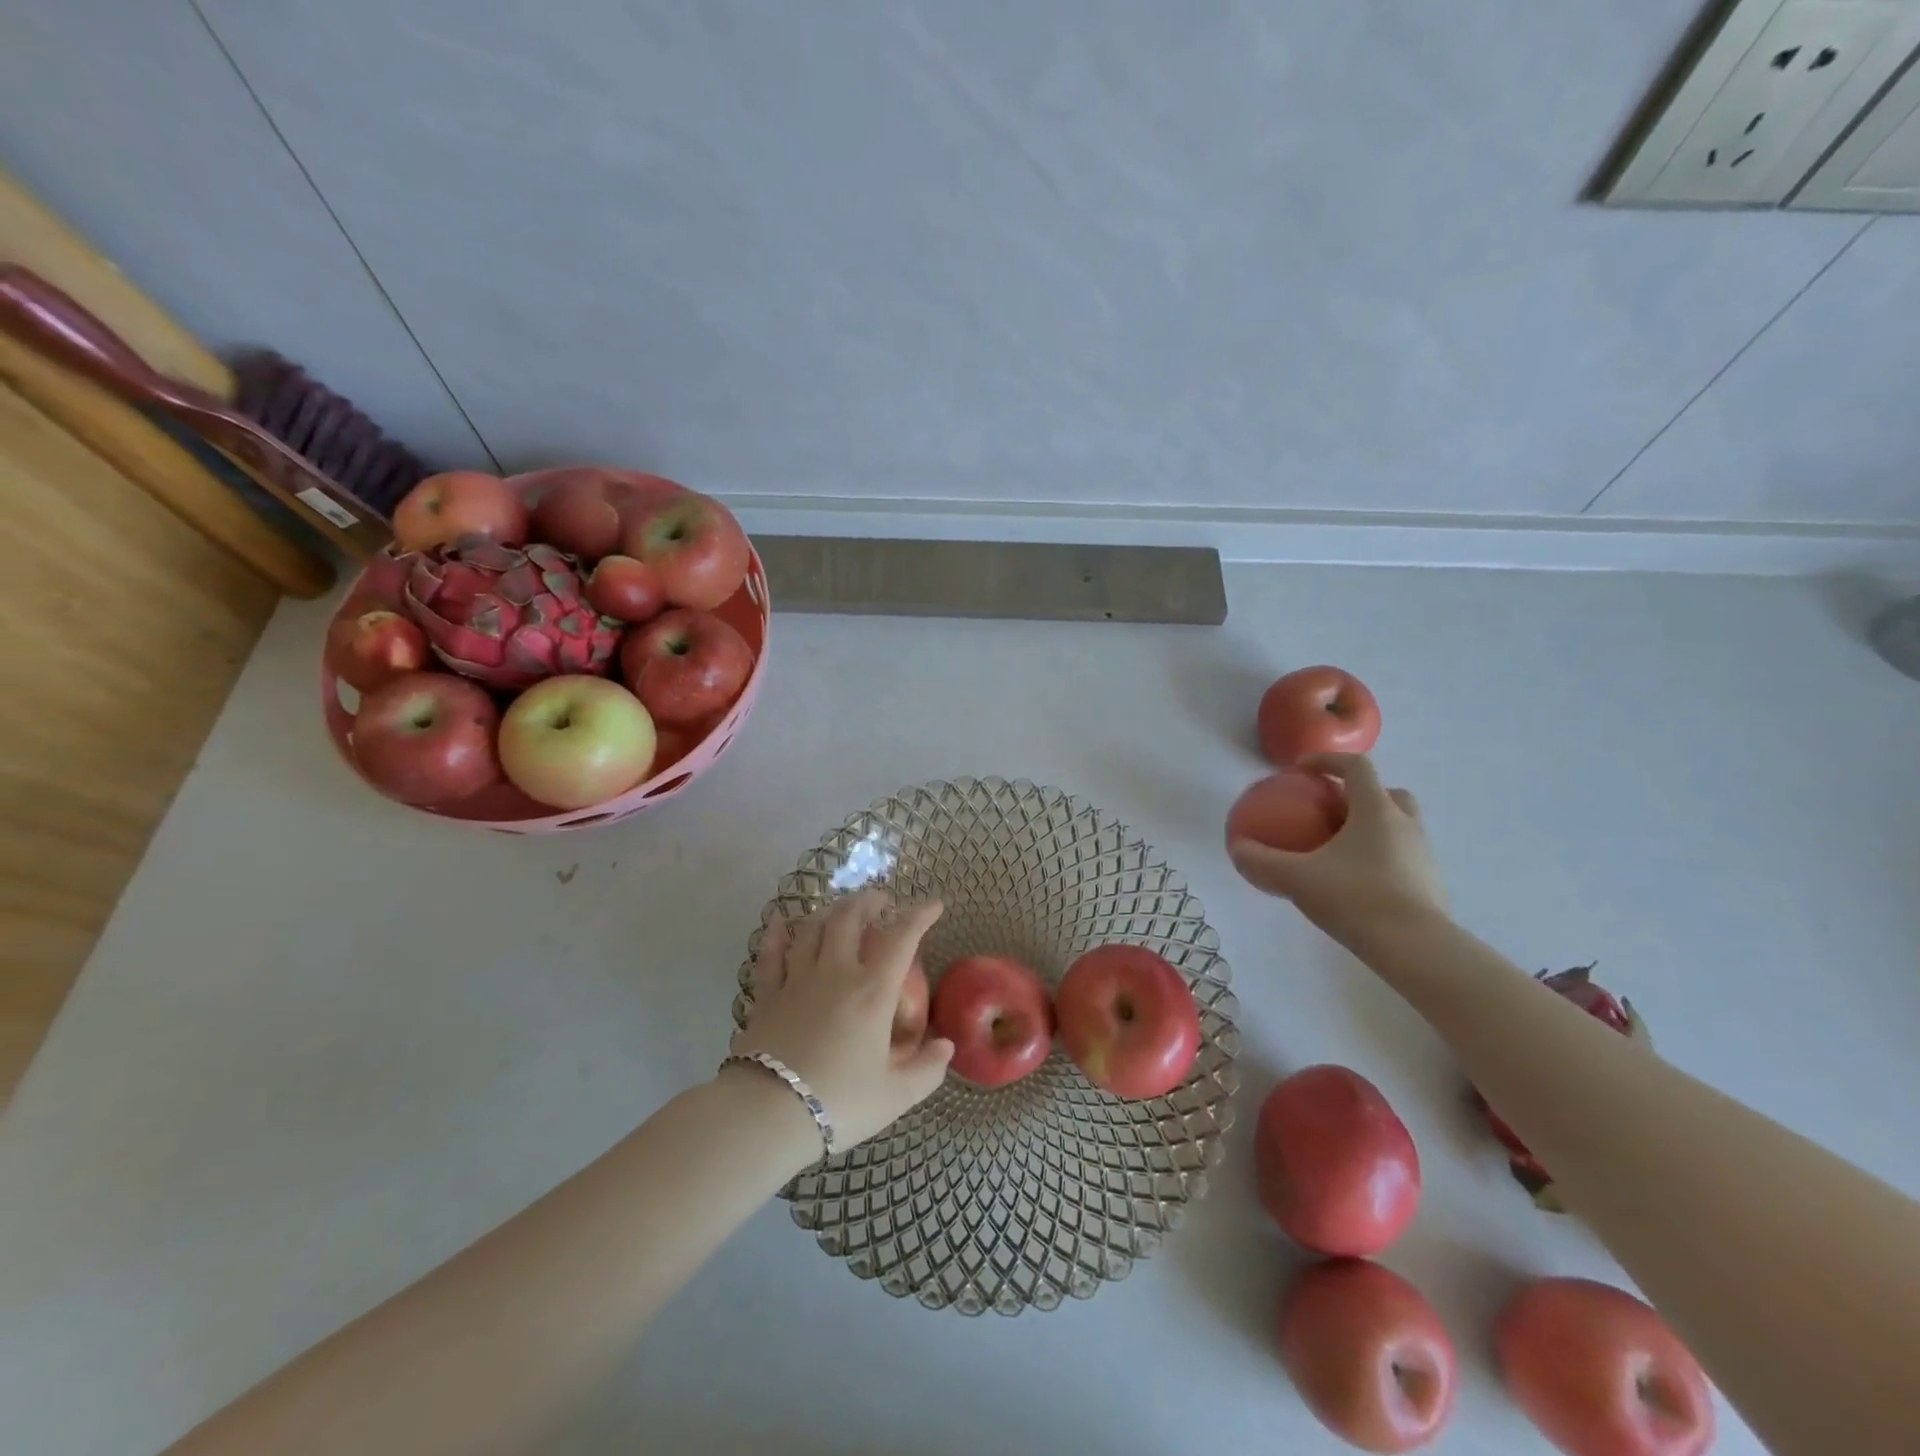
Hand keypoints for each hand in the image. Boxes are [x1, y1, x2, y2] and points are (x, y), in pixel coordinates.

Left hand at [730, 890, 953, 1150]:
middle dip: (868, 901)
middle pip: (849, 918)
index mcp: (873, 992)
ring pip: (812, 928)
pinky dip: (775, 934)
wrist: (768, 1115)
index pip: (902, 938)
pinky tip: (778, 921)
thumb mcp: (896, 1096)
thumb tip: (946, 1045)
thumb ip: (927, 1070)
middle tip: (880, 901)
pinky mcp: (766, 996)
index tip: (934, 904)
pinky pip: (770, 955)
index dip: (920, 915)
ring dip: (829, 910)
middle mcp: (836, 974)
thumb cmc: (839, 1103)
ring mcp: (797, 980)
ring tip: (840, 908)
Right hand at [1228, 754, 1446, 942]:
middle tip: (1330, 811)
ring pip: (1398, 826)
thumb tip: (1236, 848)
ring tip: (1340, 850)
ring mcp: (1423, 855)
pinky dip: (1381, 858)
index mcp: (1376, 810)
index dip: (1328, 760)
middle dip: (1359, 794)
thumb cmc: (1356, 898)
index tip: (1302, 770)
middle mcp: (1405, 824)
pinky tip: (1356, 883)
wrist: (1417, 949)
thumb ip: (1262, 861)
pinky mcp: (1431, 884)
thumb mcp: (1296, 879)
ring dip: (1372, 827)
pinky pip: (1402, 857)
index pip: (1357, 766)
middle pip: (1387, 793)